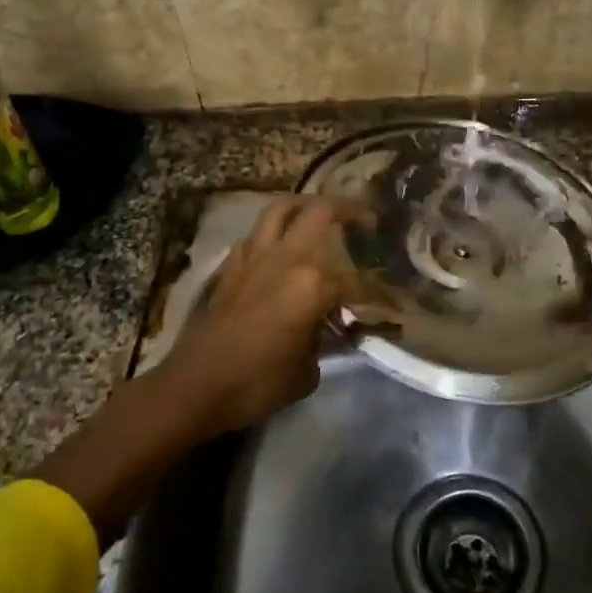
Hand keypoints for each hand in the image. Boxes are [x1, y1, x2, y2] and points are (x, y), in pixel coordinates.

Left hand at [158, 195, 369, 433]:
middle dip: (349, 210)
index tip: (395, 305)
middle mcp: (286, 258)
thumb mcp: (307, 371)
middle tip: (366, 219)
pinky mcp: (231, 265)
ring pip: (281, 208)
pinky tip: (279, 247)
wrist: (197, 387)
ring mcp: (254, 256)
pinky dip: (272, 232)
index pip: (357, 283)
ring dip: (304, 205)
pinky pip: (256, 234)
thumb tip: (325, 329)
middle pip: (321, 212)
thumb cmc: (258, 383)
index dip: (380, 295)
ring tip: (320, 214)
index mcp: (313, 284)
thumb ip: (324, 340)